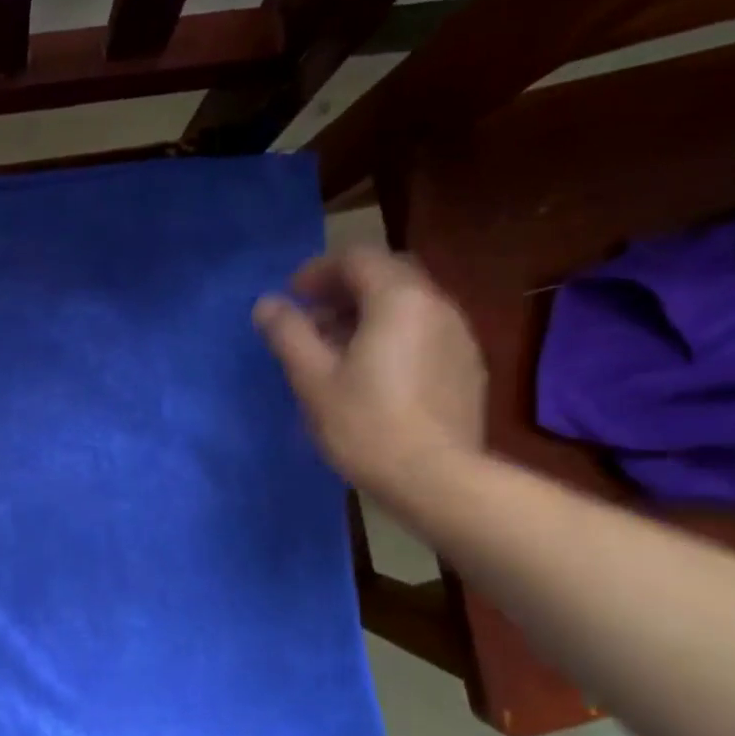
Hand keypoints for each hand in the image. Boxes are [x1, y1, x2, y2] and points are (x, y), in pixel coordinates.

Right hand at [254, 247, 485, 502]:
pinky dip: (394, 335)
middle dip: (346, 288)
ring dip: (369, 313)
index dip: (319, 270)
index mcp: (398, 299)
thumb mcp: (313, 379)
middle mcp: (436, 304)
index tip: (293, 297)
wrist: (437, 478)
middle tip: (314, 318)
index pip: (357, 258)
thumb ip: (289, 333)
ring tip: (338, 349)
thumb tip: (267, 303)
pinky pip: (424, 331)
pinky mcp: (467, 366)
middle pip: (387, 275)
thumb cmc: (366, 425)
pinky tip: (375, 373)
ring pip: (408, 304)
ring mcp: (459, 335)